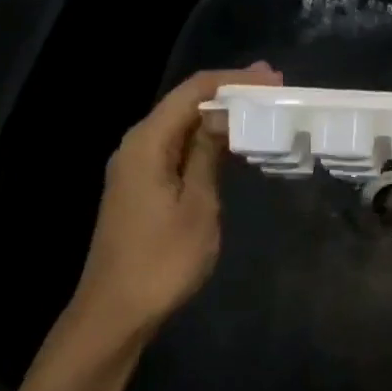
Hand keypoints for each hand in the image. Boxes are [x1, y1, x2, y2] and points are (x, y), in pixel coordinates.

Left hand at [57, 63, 281, 361]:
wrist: (116, 312)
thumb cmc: (162, 260)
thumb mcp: (197, 204)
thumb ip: (208, 153)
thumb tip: (224, 113)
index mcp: (146, 143)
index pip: (192, 92)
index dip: (234, 80)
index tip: (274, 78)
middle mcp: (137, 145)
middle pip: (184, 103)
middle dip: (229, 92)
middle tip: (275, 89)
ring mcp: (136, 167)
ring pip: (181, 125)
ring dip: (219, 115)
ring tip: (262, 109)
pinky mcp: (142, 186)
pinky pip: (178, 148)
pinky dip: (207, 139)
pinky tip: (232, 144)